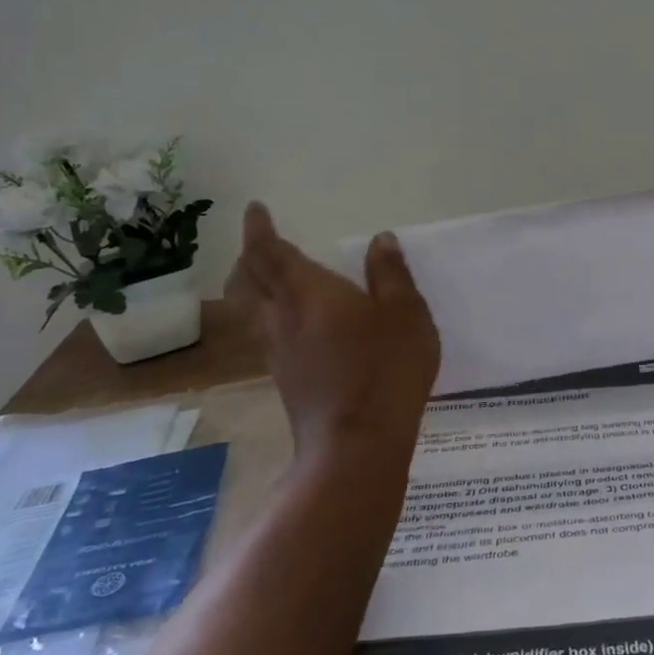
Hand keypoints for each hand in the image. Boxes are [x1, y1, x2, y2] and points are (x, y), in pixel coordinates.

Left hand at [225, 202, 440, 467]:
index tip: (254, 209)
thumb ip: (391, 275)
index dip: (258, 229)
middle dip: (249, 258)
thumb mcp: (406, 314)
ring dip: (255, 289)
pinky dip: (273, 317)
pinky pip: (268, 335)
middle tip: (261, 245)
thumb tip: (381, 240)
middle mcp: (283, 318)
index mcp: (308, 292)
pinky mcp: (286, 381)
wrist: (356, 446)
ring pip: (253, 311)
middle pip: (248, 282)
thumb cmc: (385, 368)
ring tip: (273, 281)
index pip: (269, 252)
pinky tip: (297, 327)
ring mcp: (279, 353)